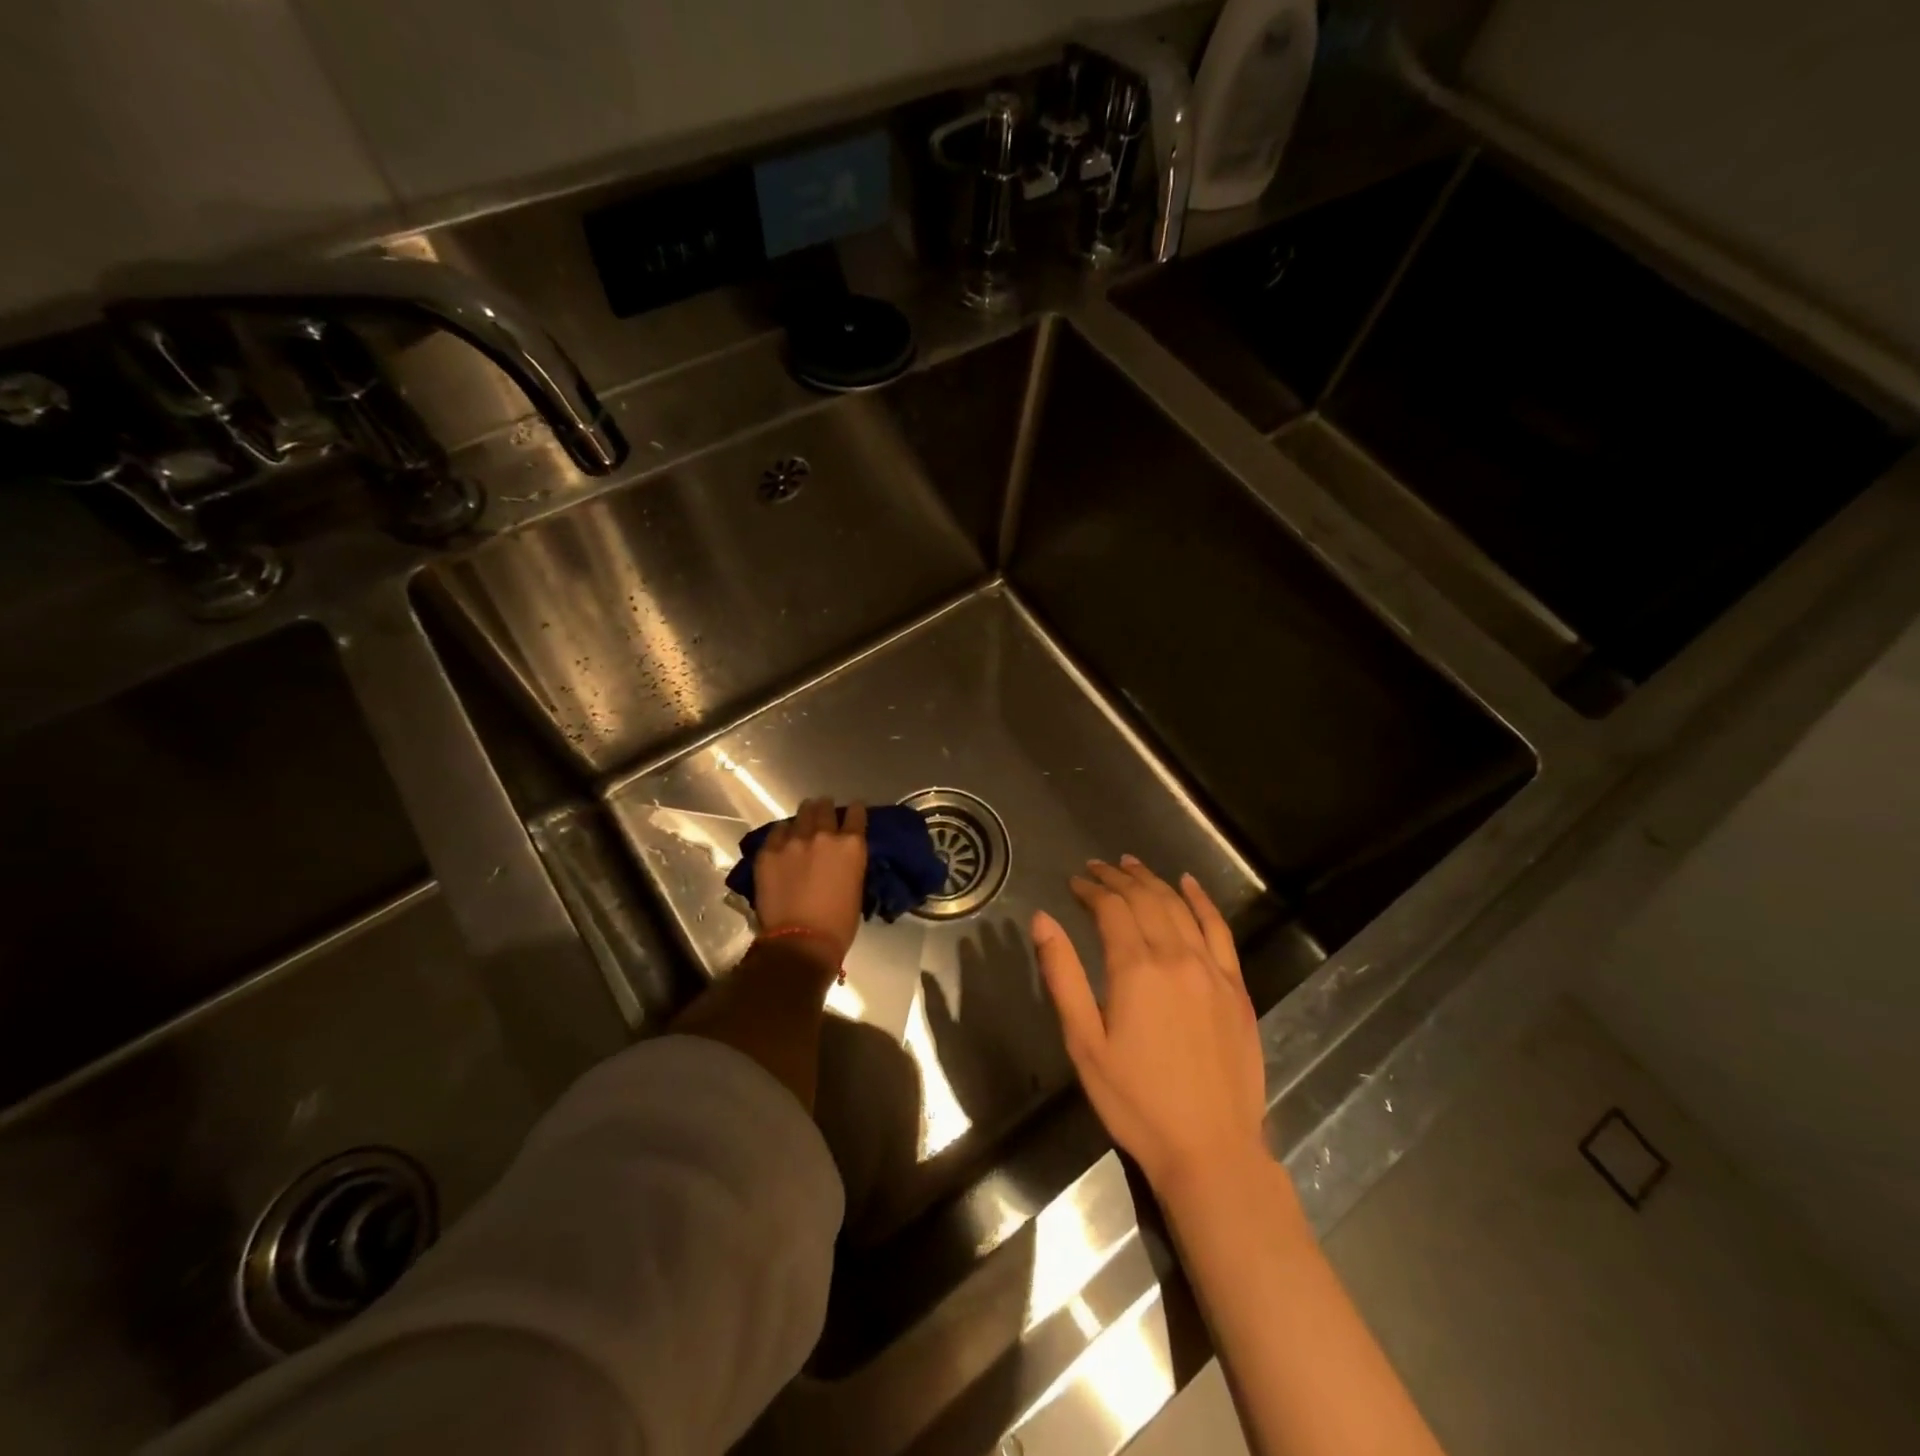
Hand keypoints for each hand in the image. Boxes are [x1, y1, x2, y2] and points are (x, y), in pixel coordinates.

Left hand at [754, 798, 868, 970]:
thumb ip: (849, 864)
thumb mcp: (855, 886)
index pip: (856, 813)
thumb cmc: (839, 924)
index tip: (853, 811)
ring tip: (804, 818)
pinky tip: (782, 838)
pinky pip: (776, 832)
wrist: (801, 941)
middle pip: (825, 808)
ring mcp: (793, 841)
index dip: (855, 810)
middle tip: (823, 811)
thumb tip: (842, 858)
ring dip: (805, 815)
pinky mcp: (768, 852)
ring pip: (801, 814)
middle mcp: (824, 835)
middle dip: (826, 807)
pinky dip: (782, 833)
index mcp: (851, 845)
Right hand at [1032, 856, 1266, 1199]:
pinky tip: (1190, 884)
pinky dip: (1203, 901)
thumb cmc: (1135, 1100)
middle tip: (1097, 868)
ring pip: (1179, 908)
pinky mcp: (1237, 988)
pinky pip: (1220, 930)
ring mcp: (1212, 970)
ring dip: (1153, 881)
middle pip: (1145, 900)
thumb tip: (1042, 919)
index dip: (1091, 890)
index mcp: (1136, 969)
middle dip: (1118, 879)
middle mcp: (1176, 957)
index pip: (1111, 910)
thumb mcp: (1084, 1042)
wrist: (1210, 1148)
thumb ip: (1062, 975)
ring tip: (1132, 865)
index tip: (1074, 882)